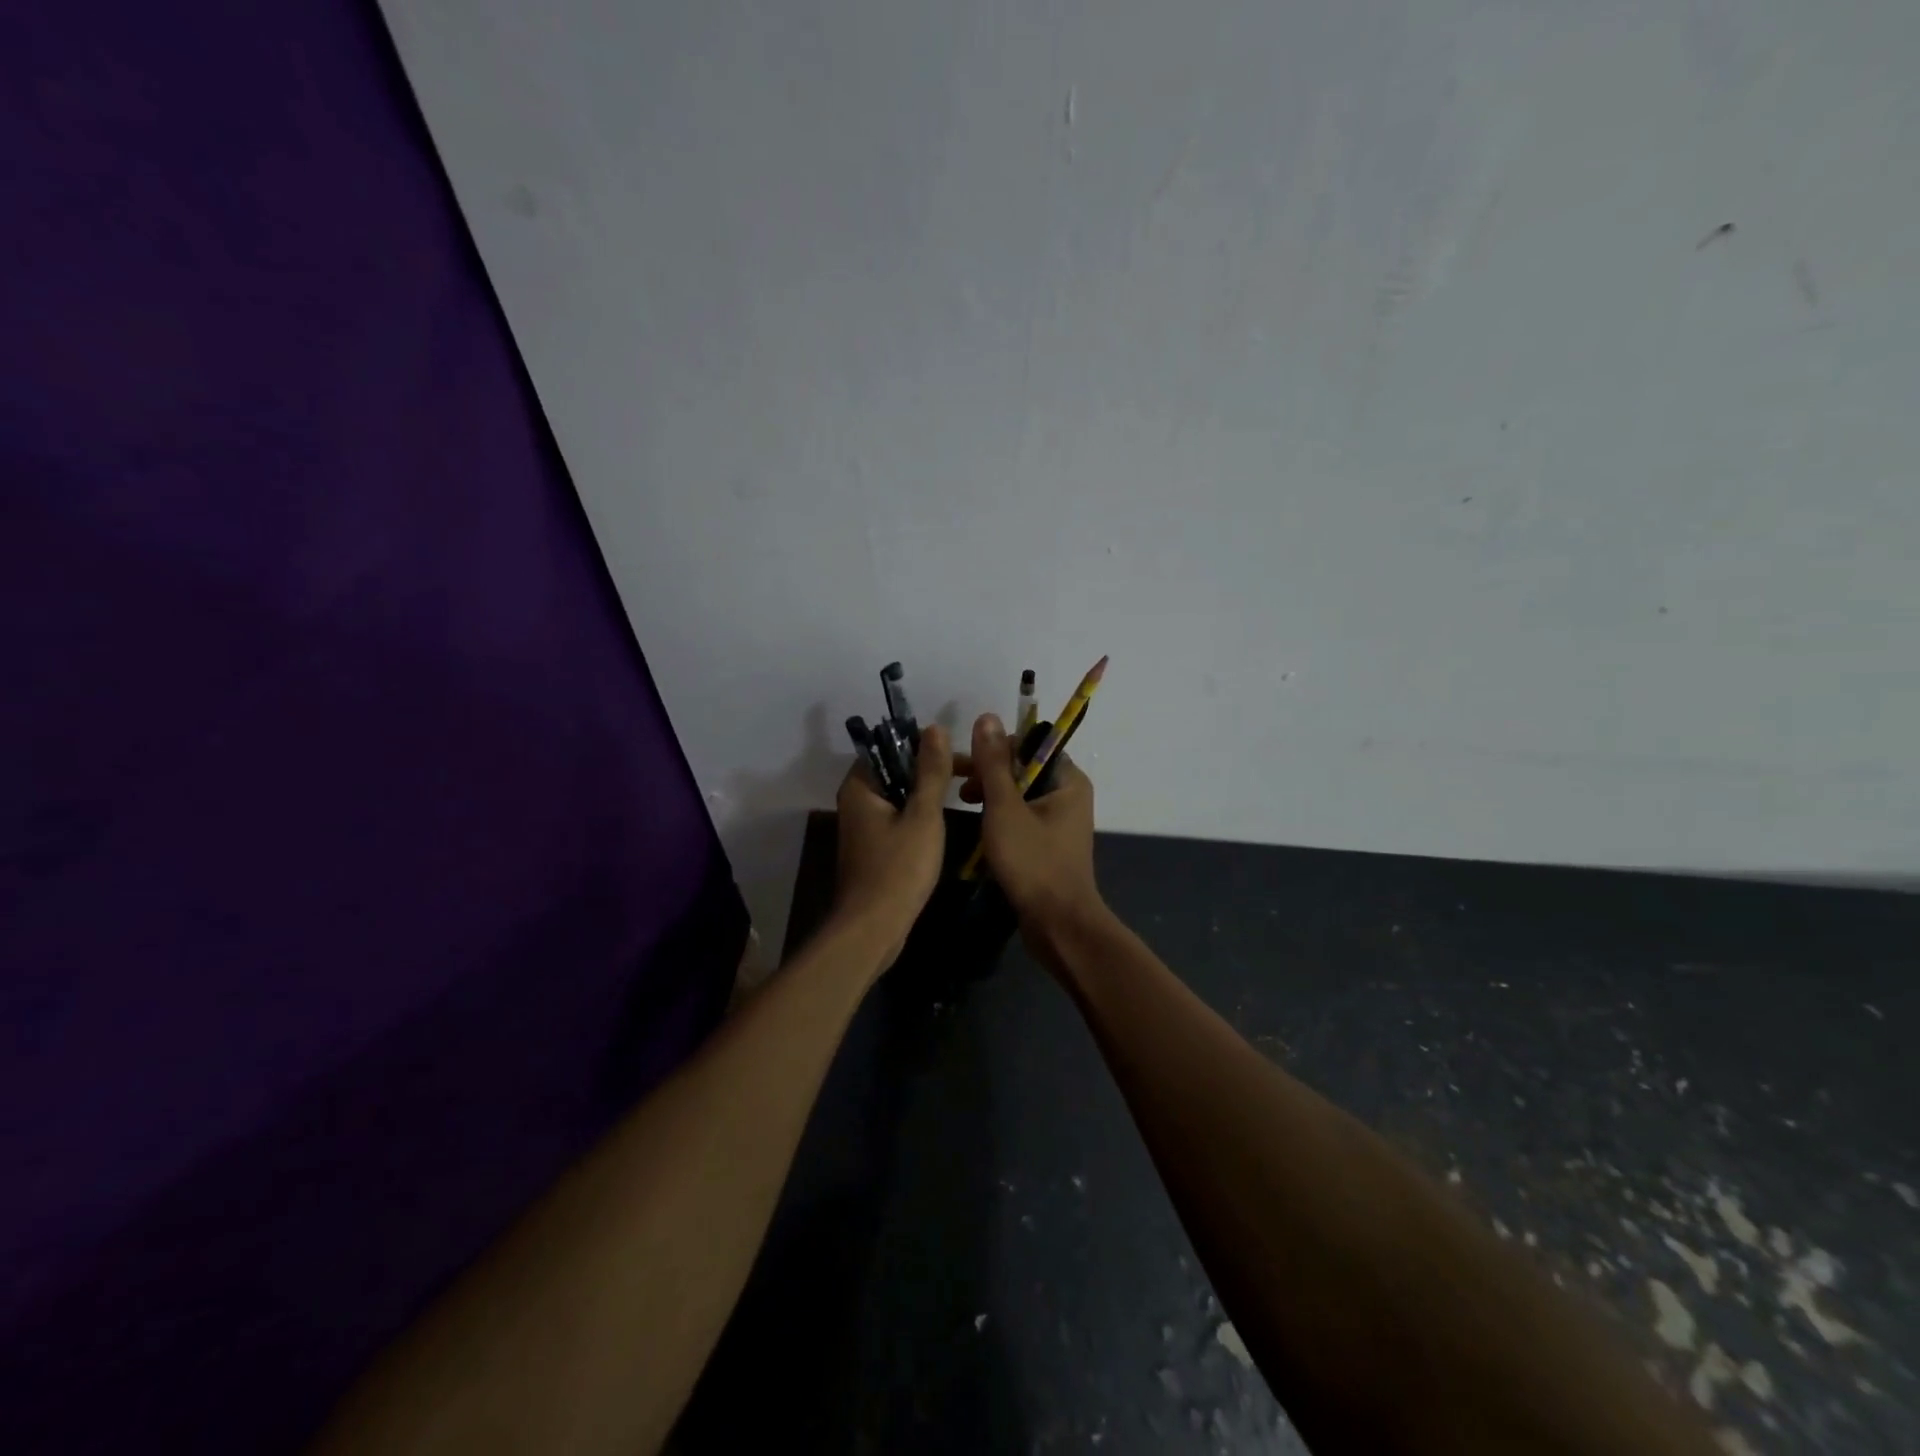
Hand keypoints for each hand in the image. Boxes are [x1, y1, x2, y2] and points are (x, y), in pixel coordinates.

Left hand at [832, 724, 953, 963]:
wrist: (873, 929)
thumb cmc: (898, 869)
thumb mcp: (923, 816)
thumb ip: (931, 772)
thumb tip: (935, 727)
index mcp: (861, 786)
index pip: (891, 747)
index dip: (926, 746)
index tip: (960, 755)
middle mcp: (856, 801)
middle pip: (896, 771)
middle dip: (932, 770)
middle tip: (971, 775)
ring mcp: (863, 826)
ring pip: (900, 796)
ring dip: (929, 793)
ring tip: (967, 793)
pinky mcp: (873, 848)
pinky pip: (899, 818)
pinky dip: (920, 815)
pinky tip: (946, 822)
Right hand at [957, 714, 1102, 940]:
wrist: (1058, 925)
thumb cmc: (1033, 862)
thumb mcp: (1004, 808)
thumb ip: (994, 764)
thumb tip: (986, 717)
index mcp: (1067, 780)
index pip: (1030, 745)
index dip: (996, 749)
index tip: (965, 764)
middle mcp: (1068, 795)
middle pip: (1024, 769)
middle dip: (989, 773)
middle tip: (956, 786)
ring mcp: (1060, 822)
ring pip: (1020, 795)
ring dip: (991, 795)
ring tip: (962, 804)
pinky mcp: (1049, 845)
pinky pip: (1022, 818)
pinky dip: (1000, 817)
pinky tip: (978, 828)